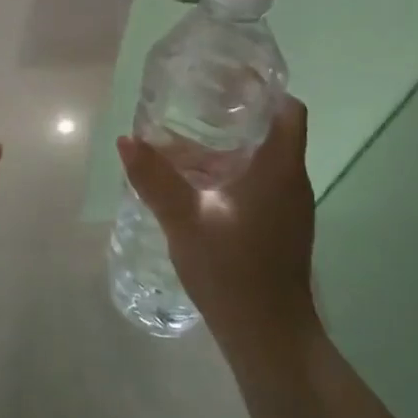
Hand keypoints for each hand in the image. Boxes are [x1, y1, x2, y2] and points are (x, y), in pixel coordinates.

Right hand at [116, 95, 319, 353]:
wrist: (268, 337)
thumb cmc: (232, 271)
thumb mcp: (185, 220)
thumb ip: (155, 178)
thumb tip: (126, 139)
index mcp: (279, 168)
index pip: (288, 109)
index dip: (263, 89)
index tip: (227, 80)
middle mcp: (291, 181)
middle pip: (271, 131)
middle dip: (233, 115)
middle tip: (190, 105)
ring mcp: (288, 208)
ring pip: (261, 160)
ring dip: (226, 148)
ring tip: (180, 141)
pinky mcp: (279, 228)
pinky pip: (257, 185)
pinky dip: (229, 174)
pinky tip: (193, 185)